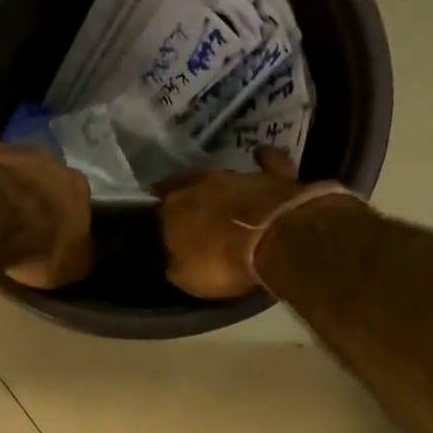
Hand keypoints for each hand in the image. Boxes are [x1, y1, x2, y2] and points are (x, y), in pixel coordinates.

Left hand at [0, 92, 92, 288]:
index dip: (63, 218)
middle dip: (37, 190)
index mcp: (76, 189)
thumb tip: (80, 253)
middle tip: (23, 215)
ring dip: (8, 172)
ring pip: (13, 160)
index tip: (53, 233)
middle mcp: (49, 162)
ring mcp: (11, 151)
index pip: (75, 201)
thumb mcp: (70, 267)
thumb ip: (76, 256)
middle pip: (44, 177)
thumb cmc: (37, 247)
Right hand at [154, 147, 317, 299]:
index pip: (158, 205)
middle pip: (189, 186)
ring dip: (221, 188)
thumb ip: (177, 262)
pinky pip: (267, 162)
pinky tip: (261, 156)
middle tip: (191, 211)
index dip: (160, 215)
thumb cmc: (222, 263)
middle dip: (189, 197)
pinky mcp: (274, 175)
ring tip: (223, 200)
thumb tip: (176, 258)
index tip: (162, 224)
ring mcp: (239, 175)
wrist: (274, 241)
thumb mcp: (187, 276)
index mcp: (173, 205)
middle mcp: (201, 183)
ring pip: (223, 177)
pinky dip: (264, 160)